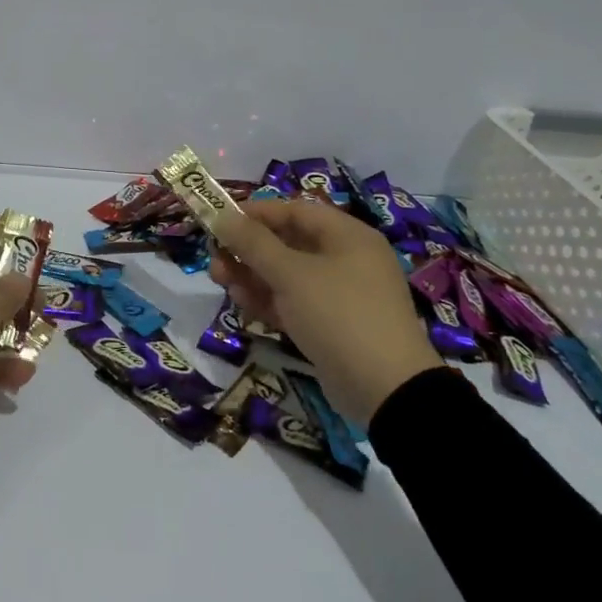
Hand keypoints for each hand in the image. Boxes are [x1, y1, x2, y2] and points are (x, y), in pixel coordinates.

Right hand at [211, 199, 441, 421]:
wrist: (387, 391)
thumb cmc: (339, 315)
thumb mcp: (291, 274)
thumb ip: (253, 243)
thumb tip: (222, 215)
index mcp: (347, 236)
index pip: (294, 211)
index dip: (255, 213)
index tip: (220, 220)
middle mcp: (346, 259)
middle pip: (287, 244)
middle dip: (248, 250)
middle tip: (215, 259)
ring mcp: (340, 295)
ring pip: (286, 275)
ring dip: (252, 276)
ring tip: (221, 282)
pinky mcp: (332, 325)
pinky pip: (294, 302)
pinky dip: (269, 301)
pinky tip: (243, 305)